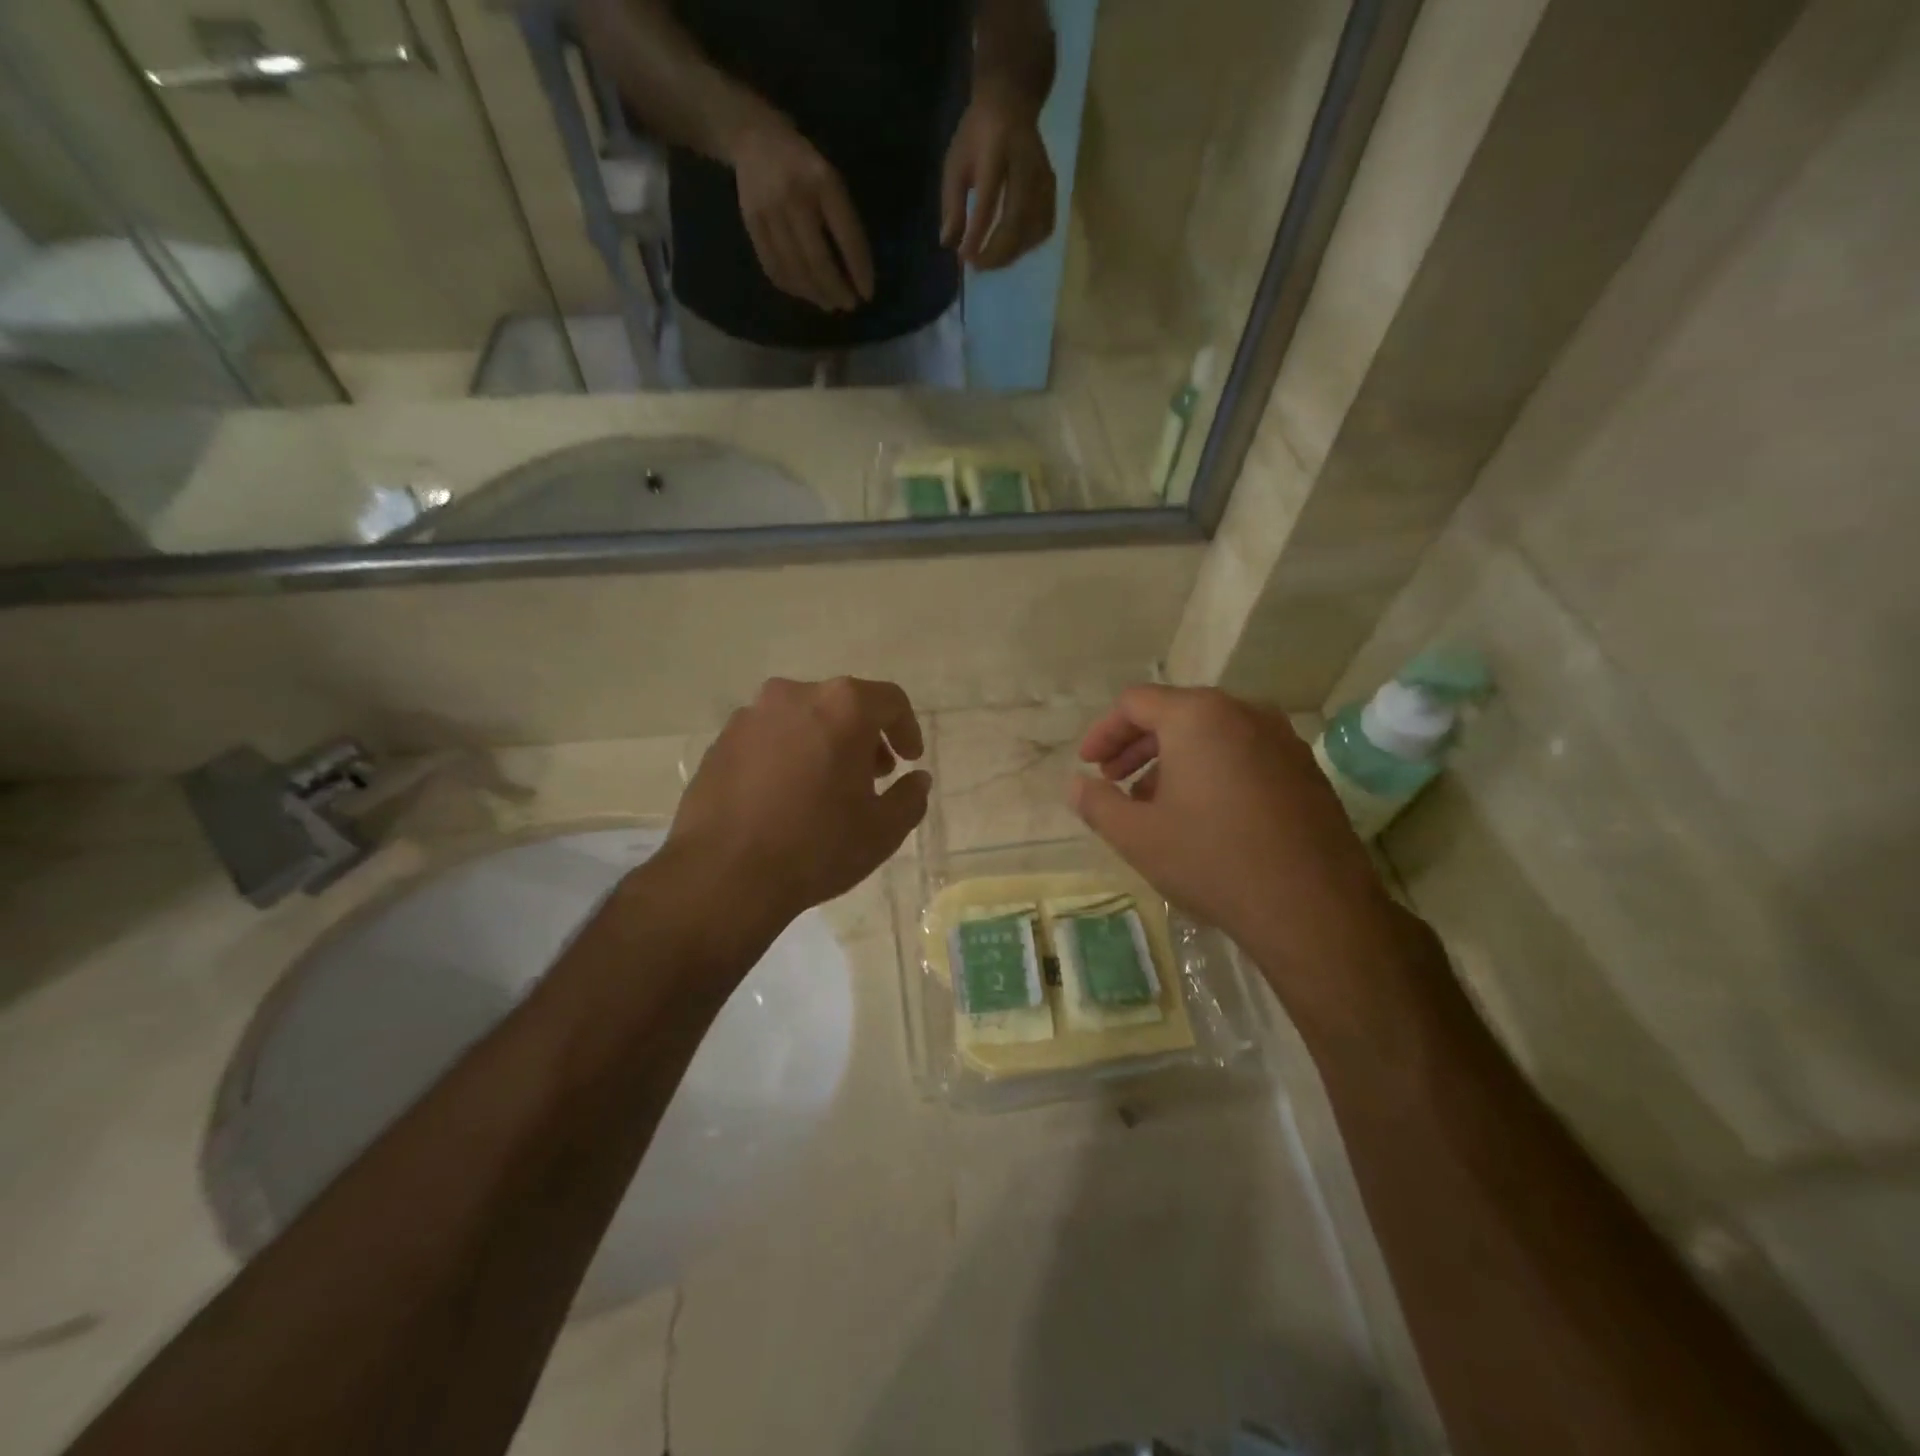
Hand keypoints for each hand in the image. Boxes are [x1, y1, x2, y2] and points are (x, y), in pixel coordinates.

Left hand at [667, 677, 929, 935]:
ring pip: (803, 719)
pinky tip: (786, 797)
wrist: (723, 875)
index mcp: (842, 706)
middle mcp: (794, 696)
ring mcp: (751, 716)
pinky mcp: (721, 741)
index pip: (889, 700)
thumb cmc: (817, 846)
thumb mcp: (883, 830)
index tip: (910, 760)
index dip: (906, 729)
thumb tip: (917, 779)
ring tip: (827, 788)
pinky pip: (768, 738)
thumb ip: (911, 797)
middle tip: (872, 776)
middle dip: (864, 737)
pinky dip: (787, 755)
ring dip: (824, 743)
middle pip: (843, 705)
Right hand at [729, 115, 875, 311]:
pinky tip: (805, 293)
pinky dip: (792, 287)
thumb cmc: (804, 165)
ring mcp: (770, 212)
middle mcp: (795, 198)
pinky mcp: (751, 224)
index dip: (859, 270)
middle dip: (836, 290)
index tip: (867, 294)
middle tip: (848, 305)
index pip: (847, 237)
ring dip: (816, 295)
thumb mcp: (831, 180)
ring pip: (796, 270)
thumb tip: (854, 273)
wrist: (754, 138)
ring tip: (829, 304)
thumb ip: (843, 220)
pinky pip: (774, 267)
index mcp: (823, 182)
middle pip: (818, 261)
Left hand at [941, 85, 1056, 268]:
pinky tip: (1012, 249)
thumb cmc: (976, 134)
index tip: (964, 257)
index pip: (988, 200)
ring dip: (1012, 252)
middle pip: (1016, 218)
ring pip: (1033, 227)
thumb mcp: (955, 161)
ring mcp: (1042, 175)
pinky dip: (1028, 245)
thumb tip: (949, 242)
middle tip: (978, 266)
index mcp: (995, 149)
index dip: (977, 234)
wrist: (1011, 99)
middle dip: (997, 251)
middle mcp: (1024, 162)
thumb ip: (951, 202)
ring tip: (992, 260)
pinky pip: (1044, 226)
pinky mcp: (1052, 186)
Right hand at [1070, 686, 1419, 1021]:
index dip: (1104, 732)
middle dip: (1137, 746)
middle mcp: (1244, 713)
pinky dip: (1213, 771)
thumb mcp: (1136, 836)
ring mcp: (1282, 740)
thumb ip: (1097, 803)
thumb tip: (1077, 786)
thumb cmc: (1212, 860)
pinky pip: (1244, 755)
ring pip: (1212, 735)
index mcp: (1198, 716)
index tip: (1088, 765)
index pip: (1136, 703)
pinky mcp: (1306, 771)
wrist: (1313, 908)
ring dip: (1174, 761)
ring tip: (1154, 804)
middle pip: (1176, 714)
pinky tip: (1204, 816)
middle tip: (1113, 780)